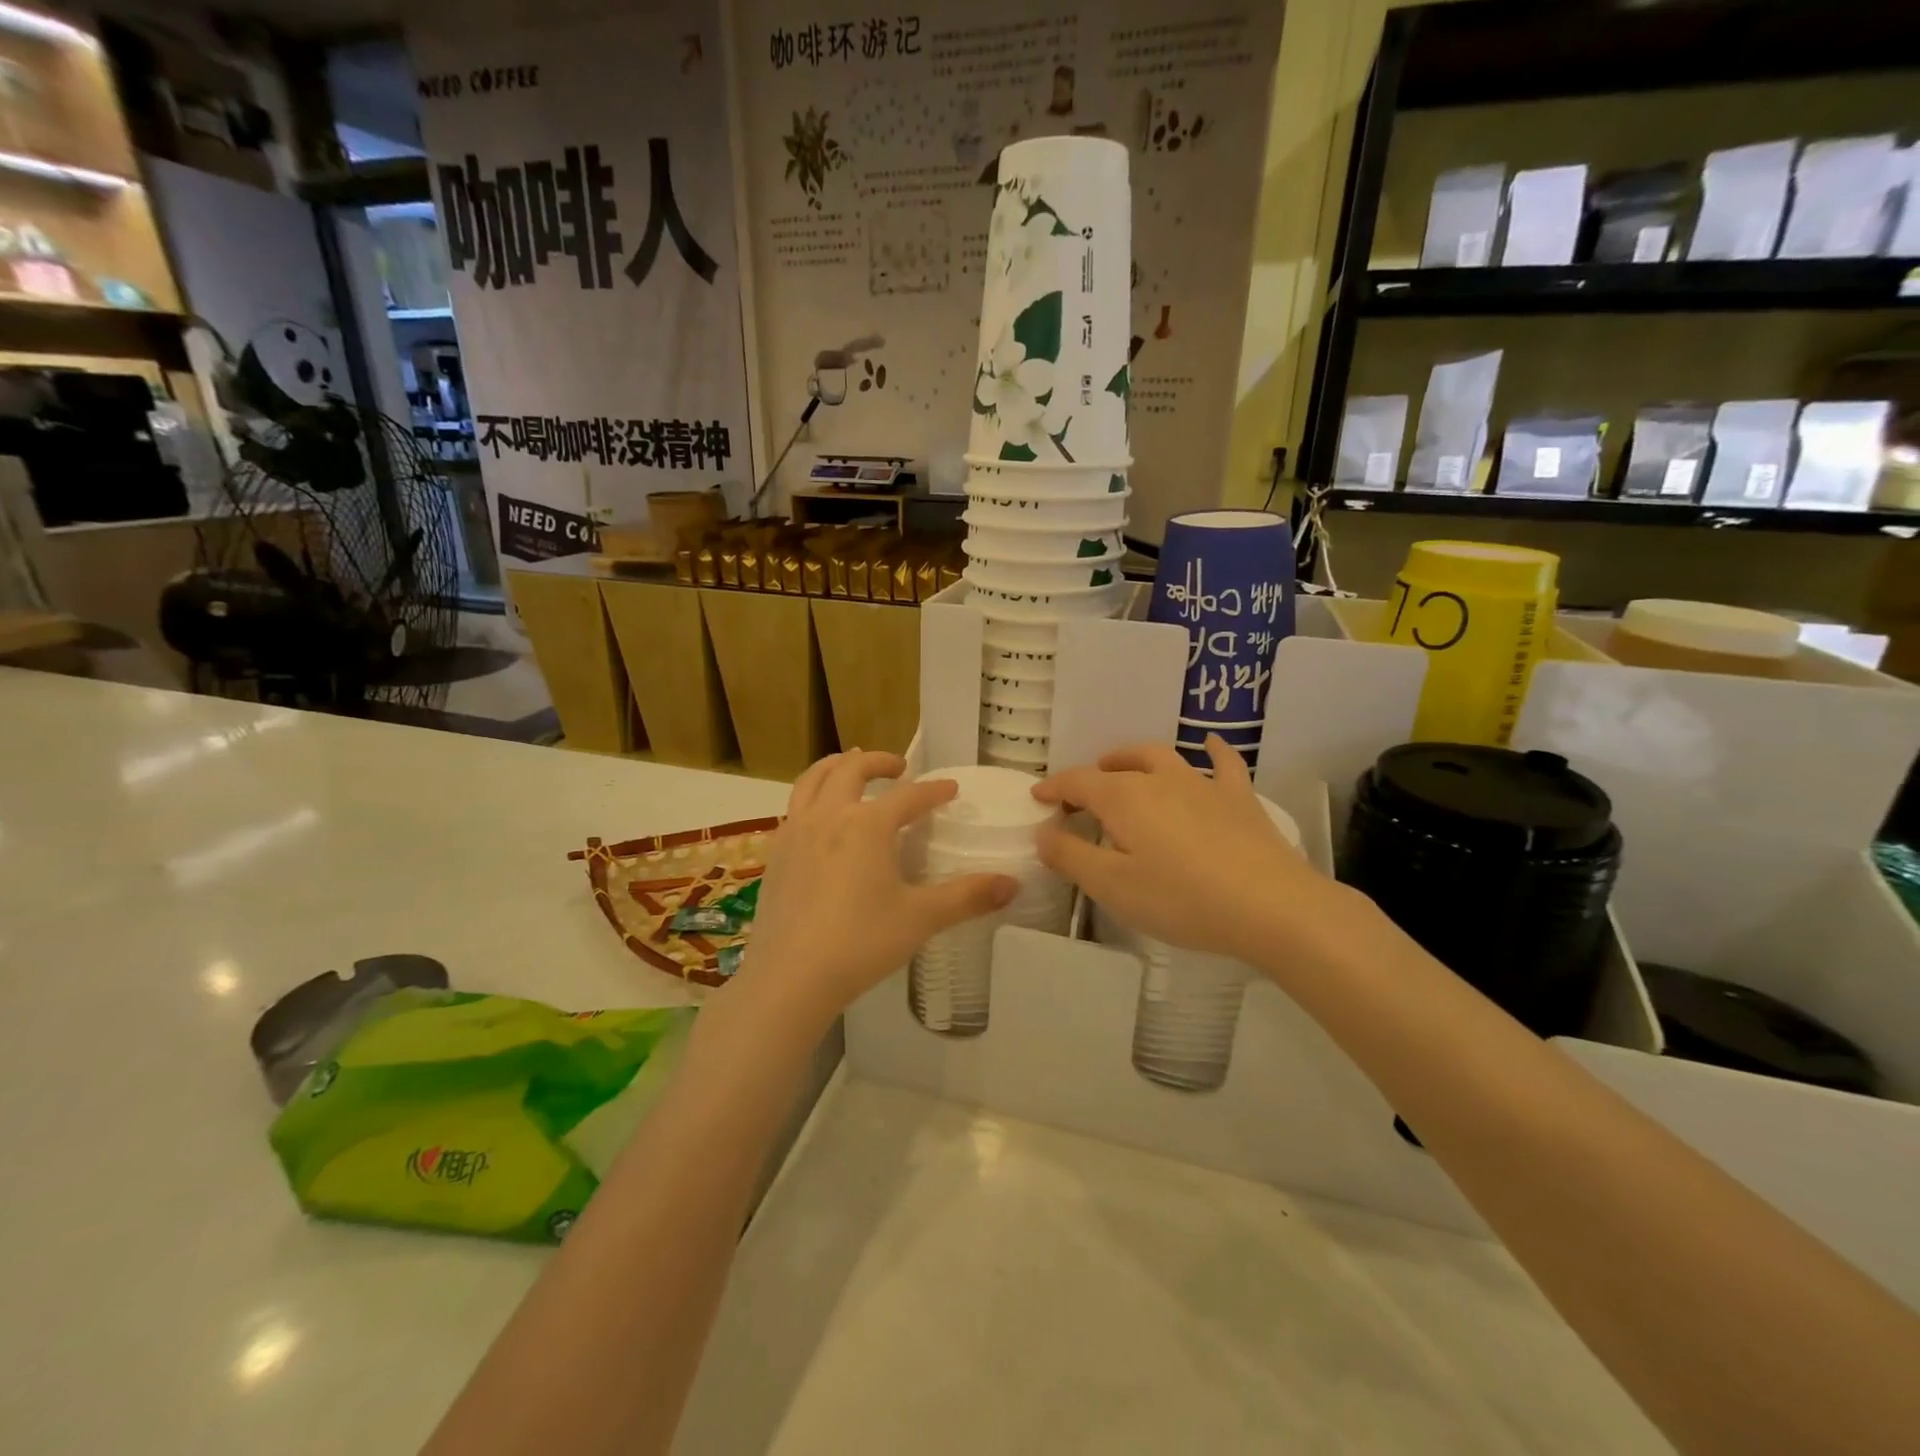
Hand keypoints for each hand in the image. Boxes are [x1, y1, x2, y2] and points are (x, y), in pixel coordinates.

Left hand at [737, 750, 1016, 1025]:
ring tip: (851, 767)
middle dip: (878, 761)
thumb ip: (967, 897)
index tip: (950, 788)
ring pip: (812, 779)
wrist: (789, 978)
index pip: (908, 795)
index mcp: (867, 824)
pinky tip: (820, 818)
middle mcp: (829, 816)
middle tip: (899, 768)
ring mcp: (795, 832)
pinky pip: (794, 807)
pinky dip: (812, 795)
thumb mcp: (920, 919)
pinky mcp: (775, 854)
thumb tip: (1013, 884)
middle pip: (851, 769)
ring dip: (836, 766)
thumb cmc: (860, 943)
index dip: (933, 790)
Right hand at [1033, 737, 1338, 966]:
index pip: (1078, 782)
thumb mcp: (1113, 886)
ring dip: (1135, 758)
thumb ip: (1071, 856)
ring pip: (1162, 757)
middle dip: (1094, 772)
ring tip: (1124, 766)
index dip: (1054, 787)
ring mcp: (1203, 784)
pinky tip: (1210, 743)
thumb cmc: (1182, 899)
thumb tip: (1043, 832)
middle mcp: (1160, 780)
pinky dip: (1212, 750)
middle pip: (1119, 765)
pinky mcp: (1239, 799)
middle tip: (1082, 792)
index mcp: (1124, 798)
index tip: (1038, 797)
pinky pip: (1223, 763)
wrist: (1271, 906)